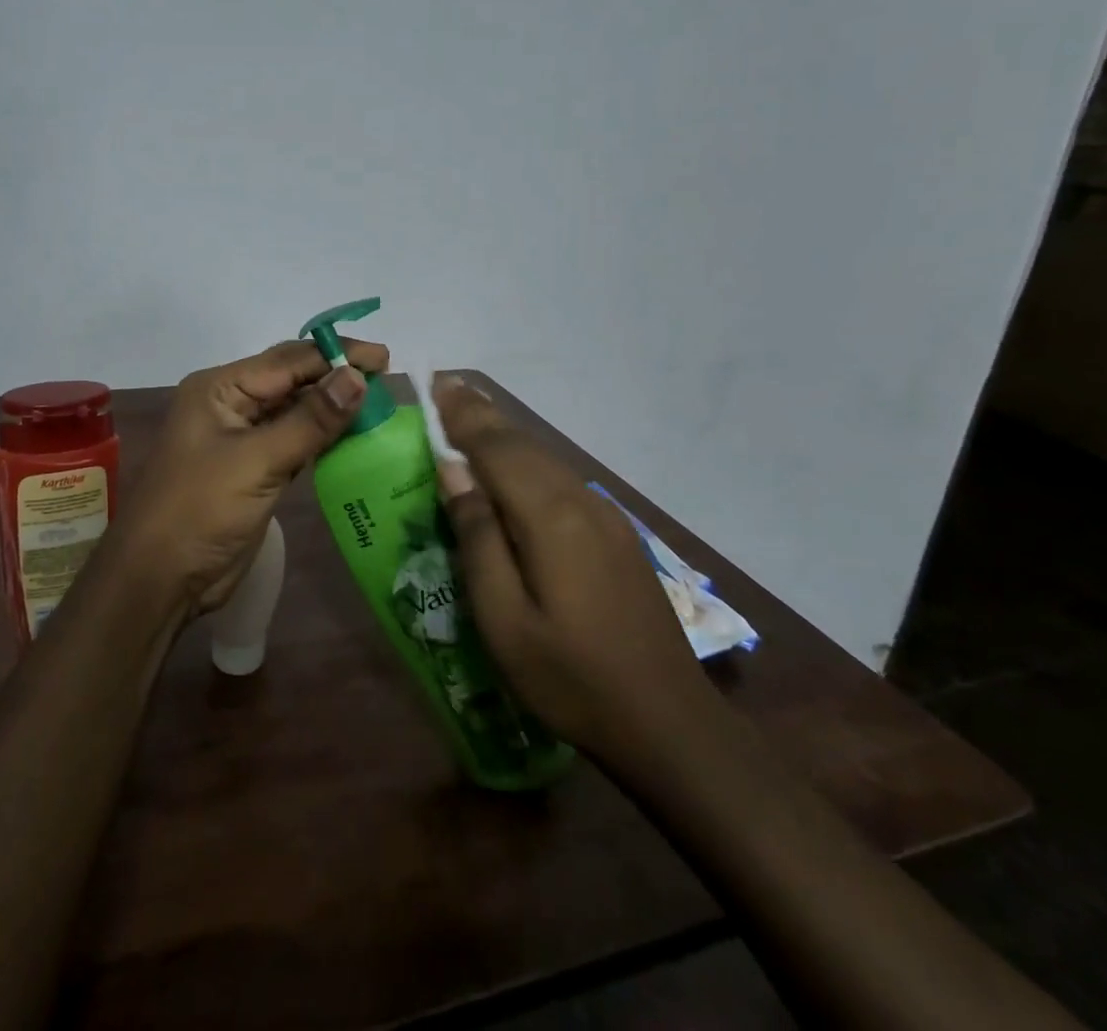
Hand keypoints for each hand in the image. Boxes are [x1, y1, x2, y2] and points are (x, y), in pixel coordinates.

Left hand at [114, 338, 388, 615]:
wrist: (161, 579)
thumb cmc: (200, 510)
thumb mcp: (257, 461)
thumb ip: (310, 420)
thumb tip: (357, 377)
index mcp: (221, 388)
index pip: (288, 360)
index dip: (337, 355)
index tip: (384, 357)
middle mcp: (231, 403)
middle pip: (293, 380)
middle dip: (337, 377)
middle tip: (388, 379)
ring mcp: (242, 437)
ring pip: (296, 410)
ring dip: (334, 407)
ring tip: (380, 404)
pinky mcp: (255, 468)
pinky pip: (296, 440)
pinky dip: (324, 436)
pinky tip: (355, 435)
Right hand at [433, 378, 711, 771]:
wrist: (669, 724)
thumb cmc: (570, 677)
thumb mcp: (503, 619)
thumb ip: (477, 537)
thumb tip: (453, 472)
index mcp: (548, 516)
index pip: (495, 448)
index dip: (463, 415)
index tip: (437, 382)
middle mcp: (579, 501)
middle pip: (523, 444)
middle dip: (482, 414)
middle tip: (449, 385)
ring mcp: (606, 517)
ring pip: (545, 459)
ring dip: (506, 433)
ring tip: (474, 411)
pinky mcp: (618, 535)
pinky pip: (562, 480)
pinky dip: (530, 460)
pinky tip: (517, 466)